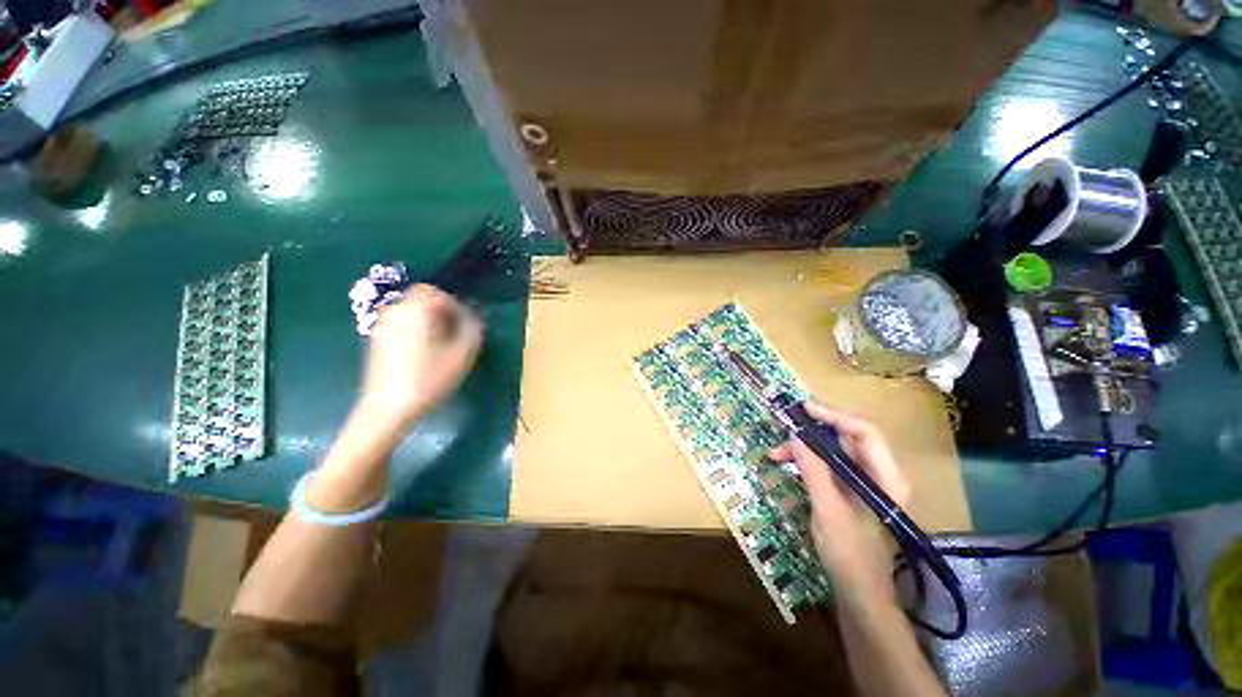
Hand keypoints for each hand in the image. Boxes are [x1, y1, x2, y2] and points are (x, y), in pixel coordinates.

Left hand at [358, 284, 481, 428]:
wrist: (388, 408)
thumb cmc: (429, 379)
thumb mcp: (463, 353)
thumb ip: (472, 328)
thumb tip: (472, 316)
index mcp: (416, 310)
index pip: (437, 292)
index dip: (455, 306)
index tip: (466, 324)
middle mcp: (395, 311)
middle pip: (422, 299)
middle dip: (442, 312)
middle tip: (456, 334)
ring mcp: (382, 326)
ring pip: (411, 312)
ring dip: (430, 321)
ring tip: (443, 345)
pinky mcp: (377, 341)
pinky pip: (402, 324)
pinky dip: (416, 330)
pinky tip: (425, 354)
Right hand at [768, 402, 908, 602]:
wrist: (859, 594)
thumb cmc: (850, 553)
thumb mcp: (828, 508)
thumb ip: (813, 468)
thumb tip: (796, 434)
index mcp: (886, 477)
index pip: (864, 432)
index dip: (834, 415)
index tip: (803, 409)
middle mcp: (879, 473)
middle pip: (847, 438)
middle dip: (812, 432)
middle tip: (783, 432)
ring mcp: (865, 483)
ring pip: (834, 451)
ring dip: (805, 448)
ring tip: (776, 454)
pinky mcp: (851, 491)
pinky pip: (829, 465)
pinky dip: (807, 461)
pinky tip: (788, 464)